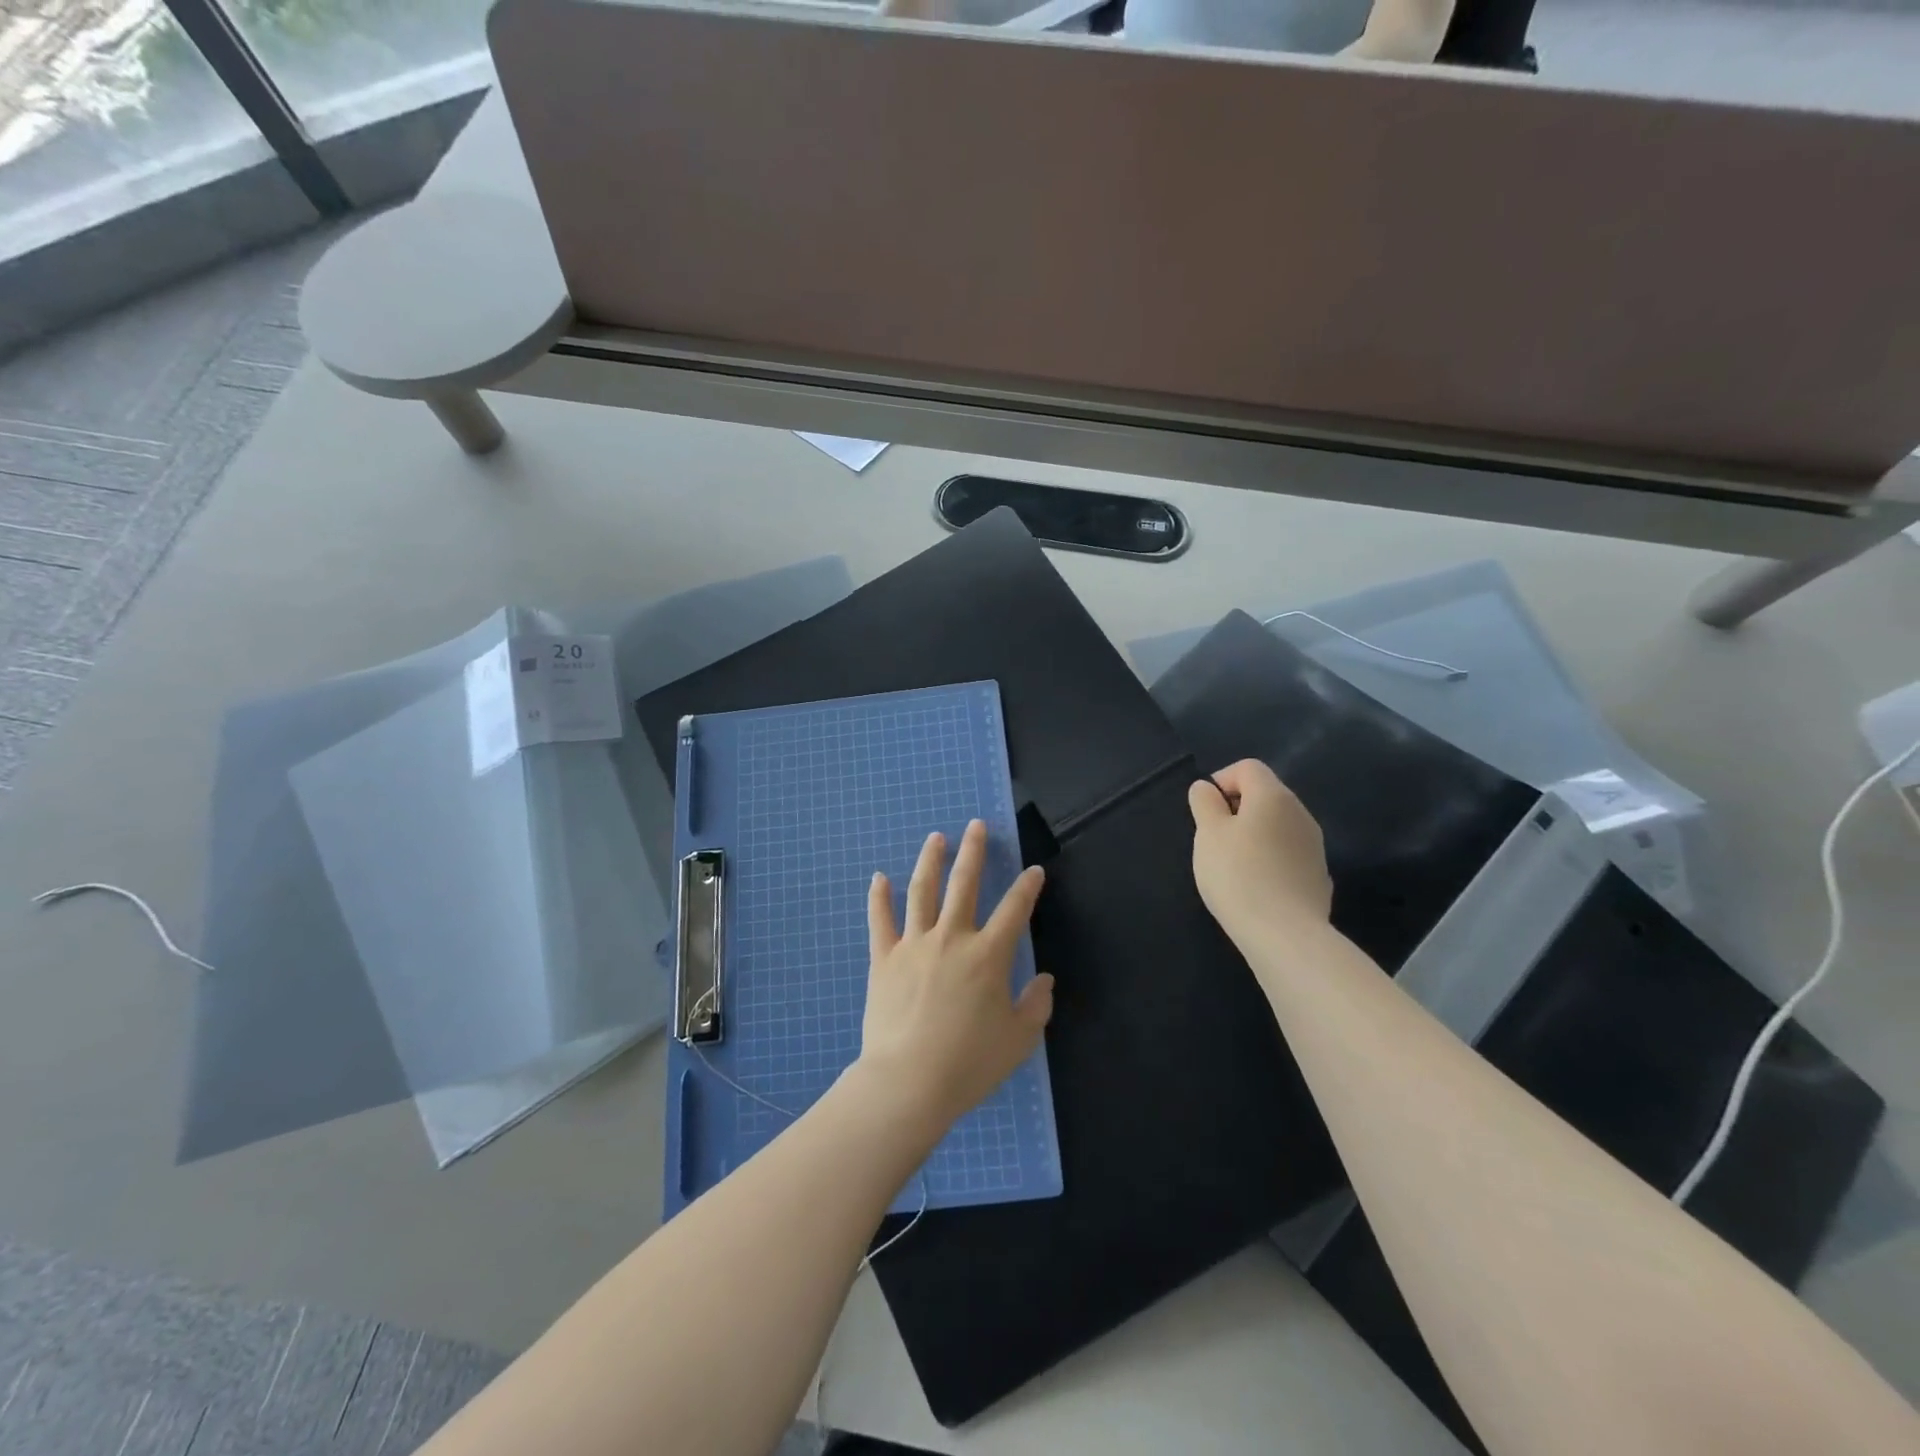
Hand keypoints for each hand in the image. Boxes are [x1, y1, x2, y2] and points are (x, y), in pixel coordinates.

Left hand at [857, 820, 1052, 1135]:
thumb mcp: (1019, 1040)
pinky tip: (879, 877)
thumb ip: (1037, 1006)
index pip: (1014, 910)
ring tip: (936, 837)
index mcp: (988, 955)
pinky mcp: (884, 958)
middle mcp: (952, 938)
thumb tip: (1044, 980)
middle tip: (977, 826)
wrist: (908, 1082)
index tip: (1033, 870)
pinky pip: (881, 920)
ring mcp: (914, 944)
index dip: (1027, 887)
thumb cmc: (969, 1064)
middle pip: (964, 884)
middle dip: (974, 851)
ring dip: (931, 861)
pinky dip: (879, 897)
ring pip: (922, 891)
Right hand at [1188, 759, 1332, 939]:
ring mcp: (1314, 845)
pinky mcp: (1318, 875)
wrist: (1285, 934)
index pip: (1247, 768)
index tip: (1204, 811)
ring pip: (1278, 825)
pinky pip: (1288, 854)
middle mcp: (1300, 813)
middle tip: (1213, 839)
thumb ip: (1204, 804)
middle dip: (1236, 809)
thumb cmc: (1238, 874)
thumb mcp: (1208, 834)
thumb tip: (1207, 788)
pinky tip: (1256, 886)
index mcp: (1273, 796)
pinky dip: (1270, 859)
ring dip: (1254, 835)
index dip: (1221, 780)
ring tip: (1232, 864)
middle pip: (1265, 795)